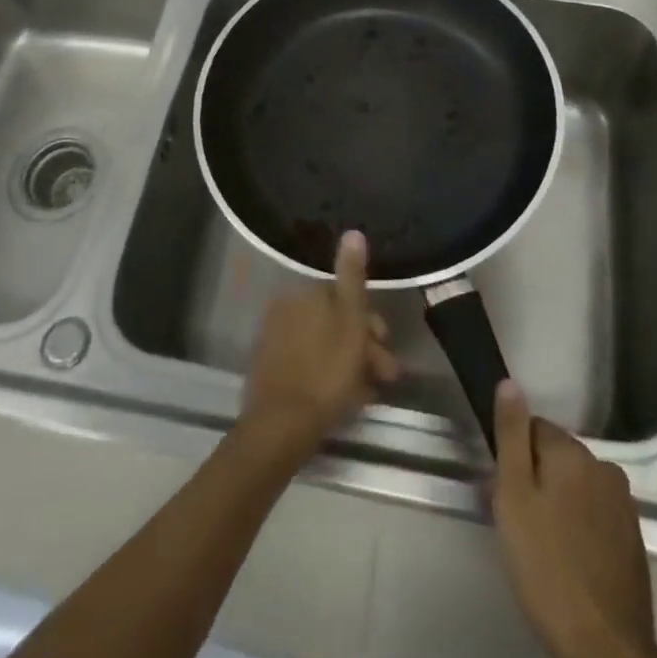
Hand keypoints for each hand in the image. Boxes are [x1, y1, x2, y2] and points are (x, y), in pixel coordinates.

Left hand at [240, 232, 399, 462]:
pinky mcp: (269, 369)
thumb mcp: (350, 319)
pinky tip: (347, 399)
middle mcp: (285, 308)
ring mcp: (274, 340)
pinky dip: (329, 376)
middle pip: (334, 322)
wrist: (281, 426)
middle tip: (386, 376)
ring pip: (324, 345)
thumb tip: (353, 231)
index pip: (345, 298)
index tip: (387, 346)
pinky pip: (308, 363)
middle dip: (364, 347)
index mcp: (304, 293)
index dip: (371, 322)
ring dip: (351, 364)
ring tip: (370, 394)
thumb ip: (352, 276)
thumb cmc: (326, 371)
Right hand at [493, 382, 656, 657]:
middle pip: (556, 456)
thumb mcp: (513, 496)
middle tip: (517, 521)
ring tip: (540, 543)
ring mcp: (623, 503)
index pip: (533, 427)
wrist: (605, 648)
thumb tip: (509, 382)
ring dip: (558, 501)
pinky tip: (568, 558)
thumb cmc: (546, 566)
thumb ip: (511, 435)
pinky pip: (595, 512)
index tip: (503, 491)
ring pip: (576, 485)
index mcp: (573, 452)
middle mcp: (603, 466)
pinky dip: (579, 524)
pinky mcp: (633, 537)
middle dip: (535, 478)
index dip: (513, 457)